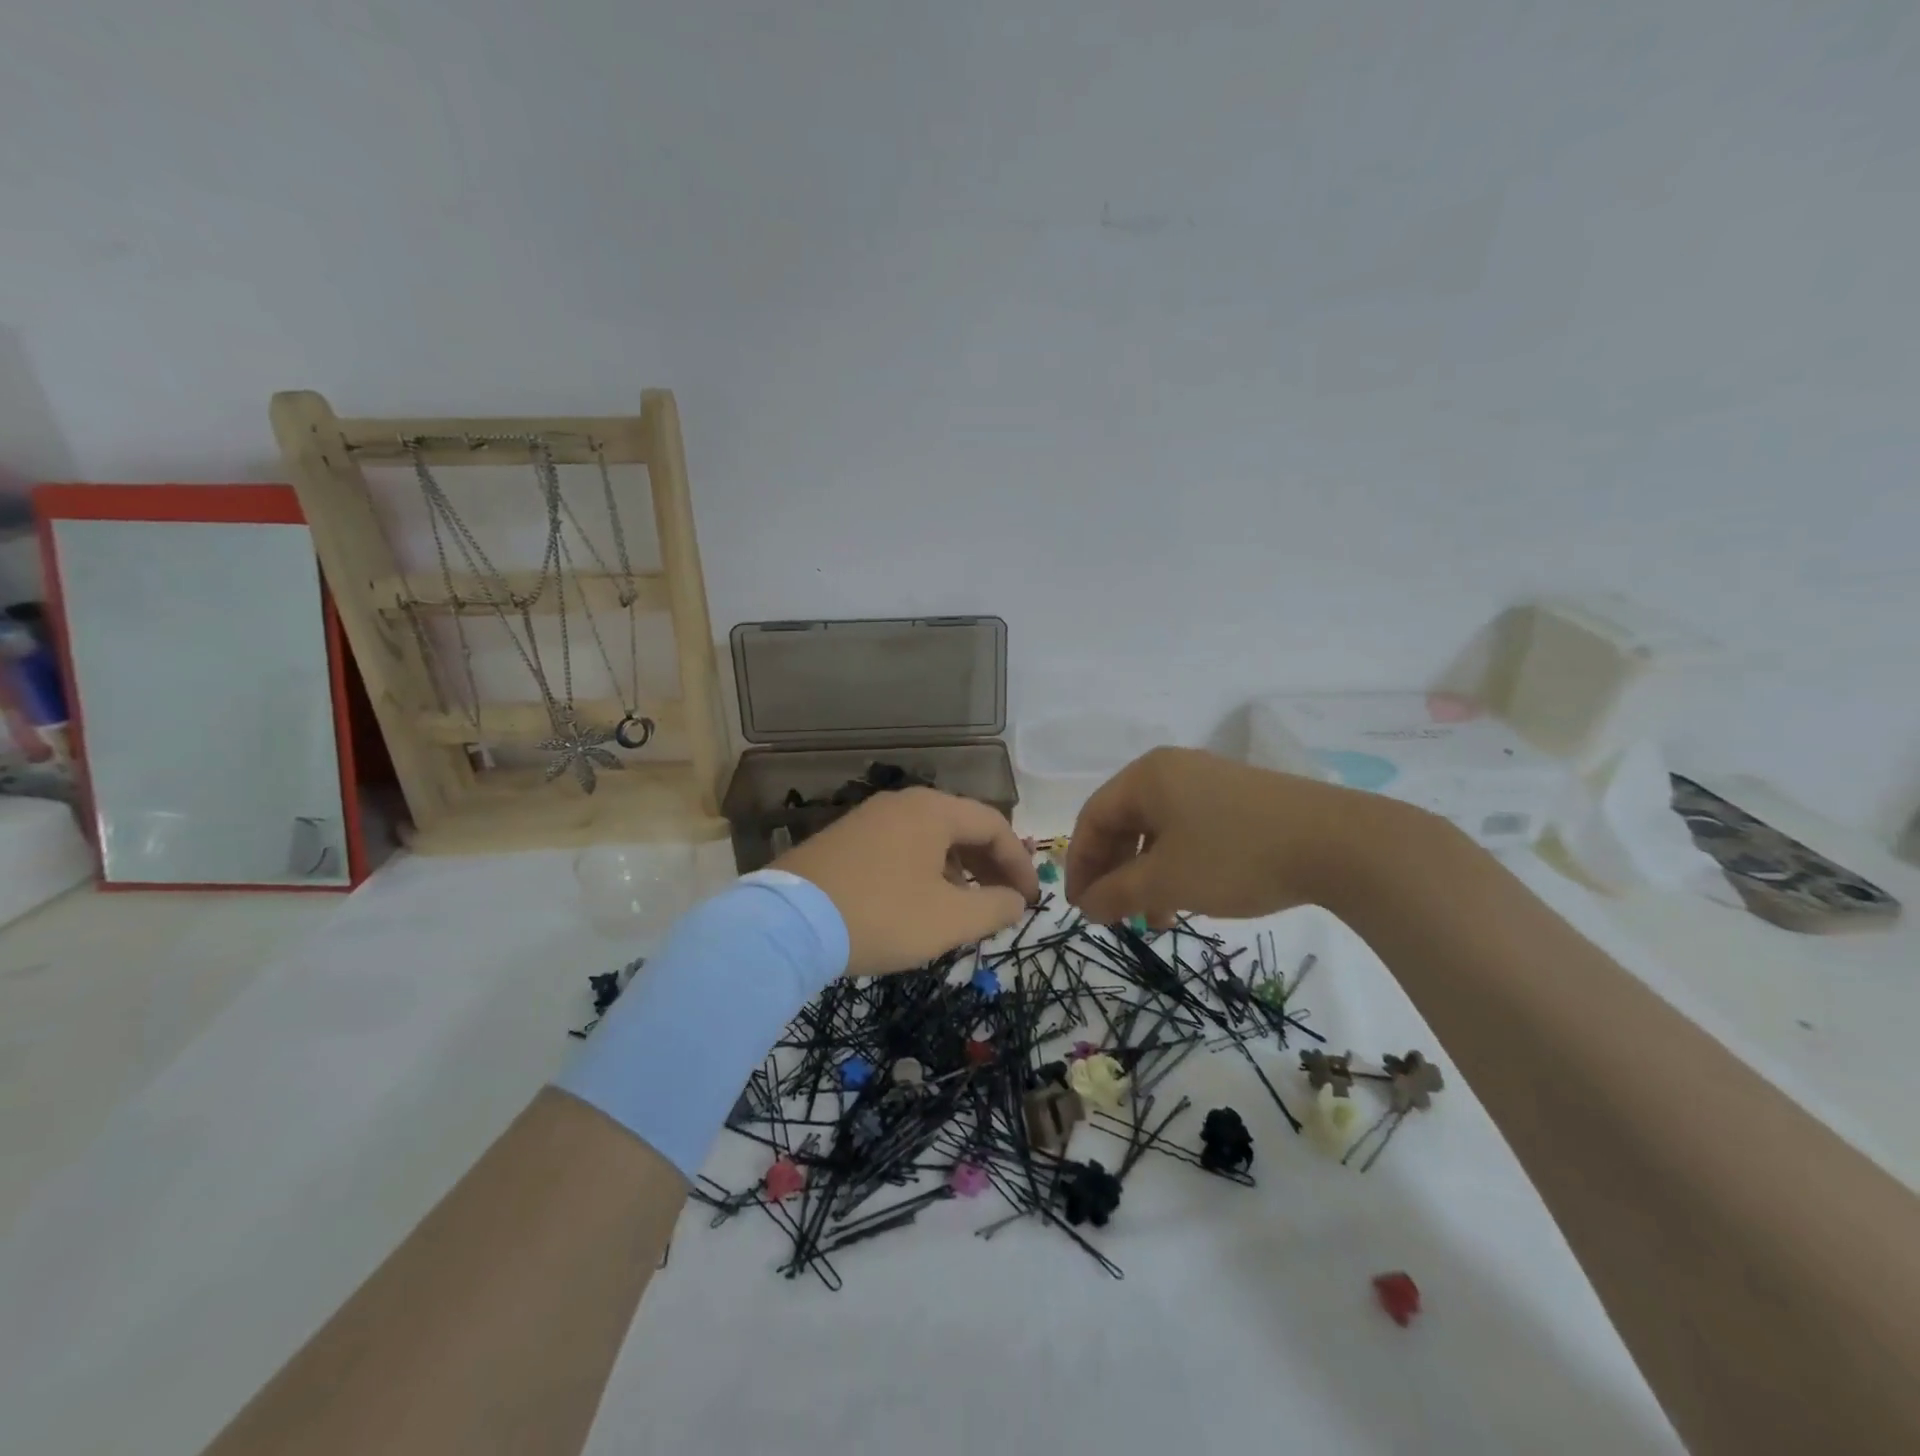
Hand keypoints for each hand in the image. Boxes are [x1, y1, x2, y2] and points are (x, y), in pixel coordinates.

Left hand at [774, 787, 1038, 975]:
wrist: (788, 923)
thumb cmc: (880, 915)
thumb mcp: (948, 920)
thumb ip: (994, 908)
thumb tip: (1017, 899)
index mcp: (933, 811)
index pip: (994, 826)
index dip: (1020, 864)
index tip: (1031, 901)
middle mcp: (903, 803)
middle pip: (962, 828)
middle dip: (990, 866)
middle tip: (1005, 903)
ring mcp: (870, 818)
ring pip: (931, 838)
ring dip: (958, 870)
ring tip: (966, 908)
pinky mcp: (846, 838)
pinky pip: (902, 847)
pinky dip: (925, 870)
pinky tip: (922, 902)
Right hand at [1065, 747, 1401, 925]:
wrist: (1341, 844)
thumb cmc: (1237, 856)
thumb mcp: (1167, 880)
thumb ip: (1117, 893)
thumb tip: (1086, 906)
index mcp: (1147, 776)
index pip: (1093, 818)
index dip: (1080, 865)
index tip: (1080, 908)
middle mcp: (1173, 770)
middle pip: (1123, 823)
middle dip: (1115, 873)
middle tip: (1114, 915)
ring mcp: (1209, 782)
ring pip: (1158, 831)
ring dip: (1146, 876)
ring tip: (1156, 920)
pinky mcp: (1240, 800)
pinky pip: (1189, 831)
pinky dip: (1178, 866)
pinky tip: (1189, 899)